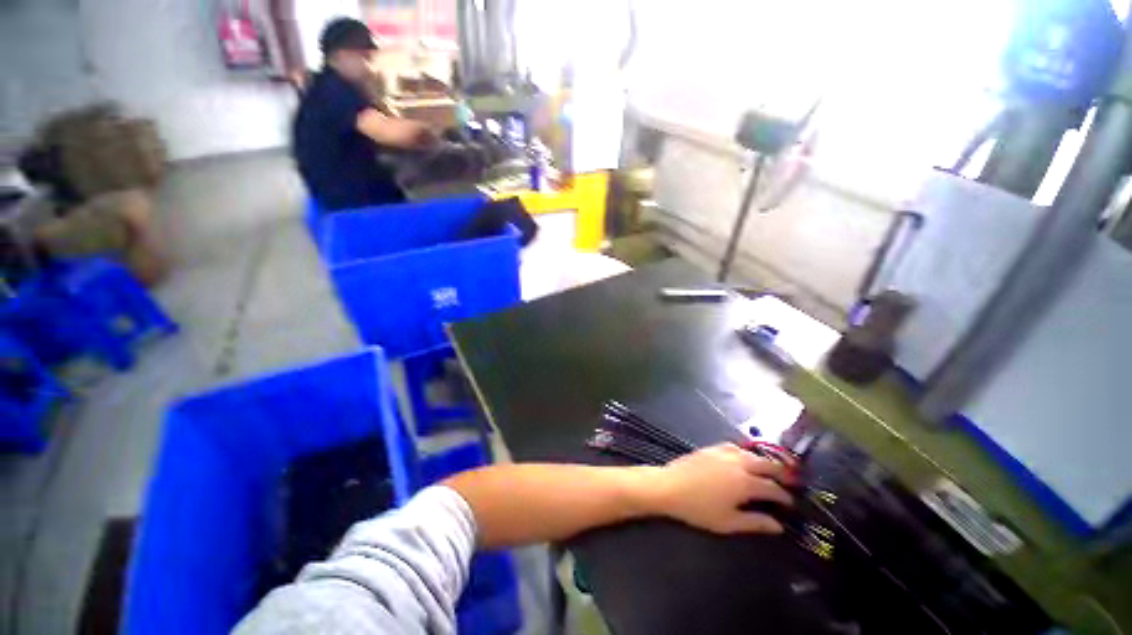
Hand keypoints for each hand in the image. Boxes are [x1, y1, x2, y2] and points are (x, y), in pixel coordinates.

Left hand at [650, 444, 792, 534]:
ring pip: (751, 453)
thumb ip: (755, 523)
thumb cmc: (699, 508)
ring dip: (763, 460)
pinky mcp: (711, 448)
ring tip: (769, 468)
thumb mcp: (729, 522)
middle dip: (781, 472)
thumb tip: (778, 526)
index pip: (773, 488)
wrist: (670, 486)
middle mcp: (738, 463)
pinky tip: (743, 458)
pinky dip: (745, 452)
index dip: (784, 496)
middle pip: (766, 464)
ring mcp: (723, 452)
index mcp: (746, 483)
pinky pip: (734, 446)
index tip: (791, 502)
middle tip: (791, 479)